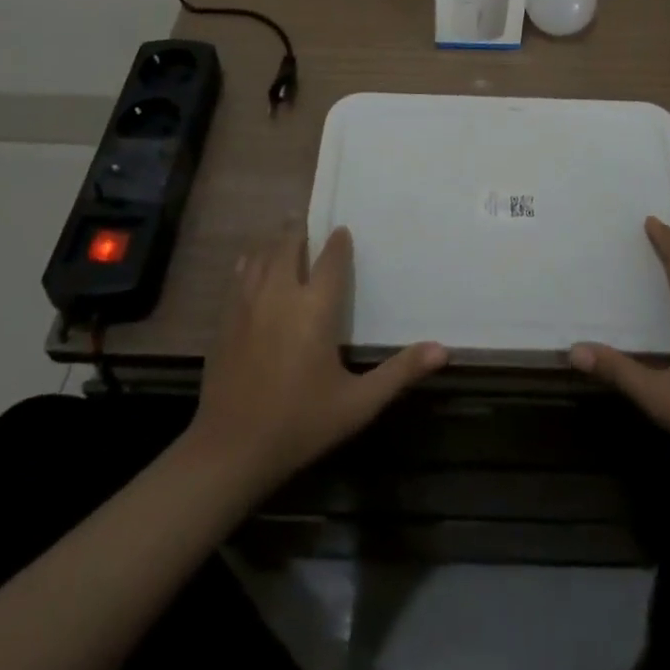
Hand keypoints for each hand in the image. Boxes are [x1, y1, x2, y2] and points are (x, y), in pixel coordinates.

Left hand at [187, 226, 446, 492]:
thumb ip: (399, 372)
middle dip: (300, 231)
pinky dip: (250, 263)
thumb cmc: (300, 424)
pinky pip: (239, 277)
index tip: (343, 231)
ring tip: (284, 231)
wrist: (230, 451)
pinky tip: (251, 262)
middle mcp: (282, 295)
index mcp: (315, 308)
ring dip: (275, 241)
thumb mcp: (357, 404)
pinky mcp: (226, 320)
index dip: (338, 242)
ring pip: (262, 256)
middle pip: (290, 247)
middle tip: (308, 218)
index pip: (331, 260)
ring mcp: (249, 305)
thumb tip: (443, 350)